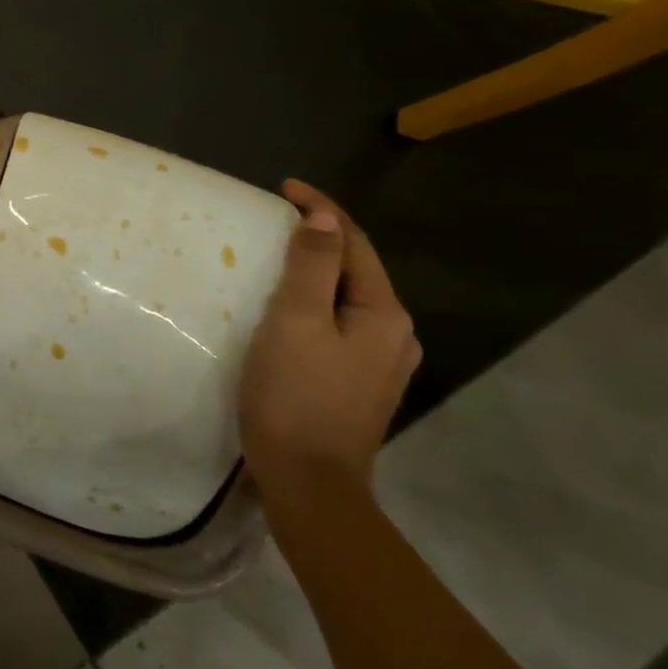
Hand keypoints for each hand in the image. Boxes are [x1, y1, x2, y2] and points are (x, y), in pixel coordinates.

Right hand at [238, 180, 419, 496]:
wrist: (308, 482)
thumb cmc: (295, 394)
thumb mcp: (295, 321)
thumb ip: (312, 266)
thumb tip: (323, 216)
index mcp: (384, 315)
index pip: (355, 243)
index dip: (321, 209)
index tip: (283, 187)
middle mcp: (394, 335)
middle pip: (356, 268)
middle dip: (320, 237)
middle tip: (273, 219)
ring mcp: (380, 362)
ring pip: (347, 297)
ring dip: (317, 269)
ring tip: (277, 255)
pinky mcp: (358, 382)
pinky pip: (339, 322)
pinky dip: (315, 300)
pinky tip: (289, 307)